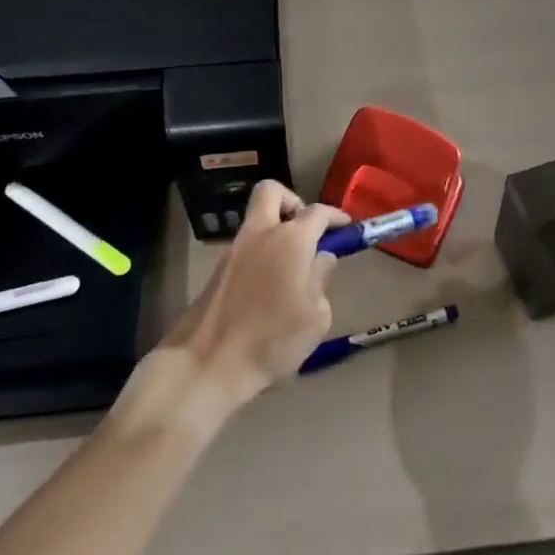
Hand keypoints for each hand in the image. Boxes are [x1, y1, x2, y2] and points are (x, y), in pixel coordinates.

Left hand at [155, 180, 343, 414]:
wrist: (208, 363)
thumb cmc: (272, 340)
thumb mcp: (315, 317)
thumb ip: (321, 280)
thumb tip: (321, 258)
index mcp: (291, 240)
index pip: (317, 212)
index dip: (335, 215)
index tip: (346, 226)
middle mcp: (261, 233)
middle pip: (271, 191)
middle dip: (292, 200)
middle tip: (306, 229)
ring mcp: (235, 248)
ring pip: (256, 219)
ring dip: (274, 229)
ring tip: (291, 264)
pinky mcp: (218, 269)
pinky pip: (245, 245)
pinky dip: (260, 252)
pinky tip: (269, 285)